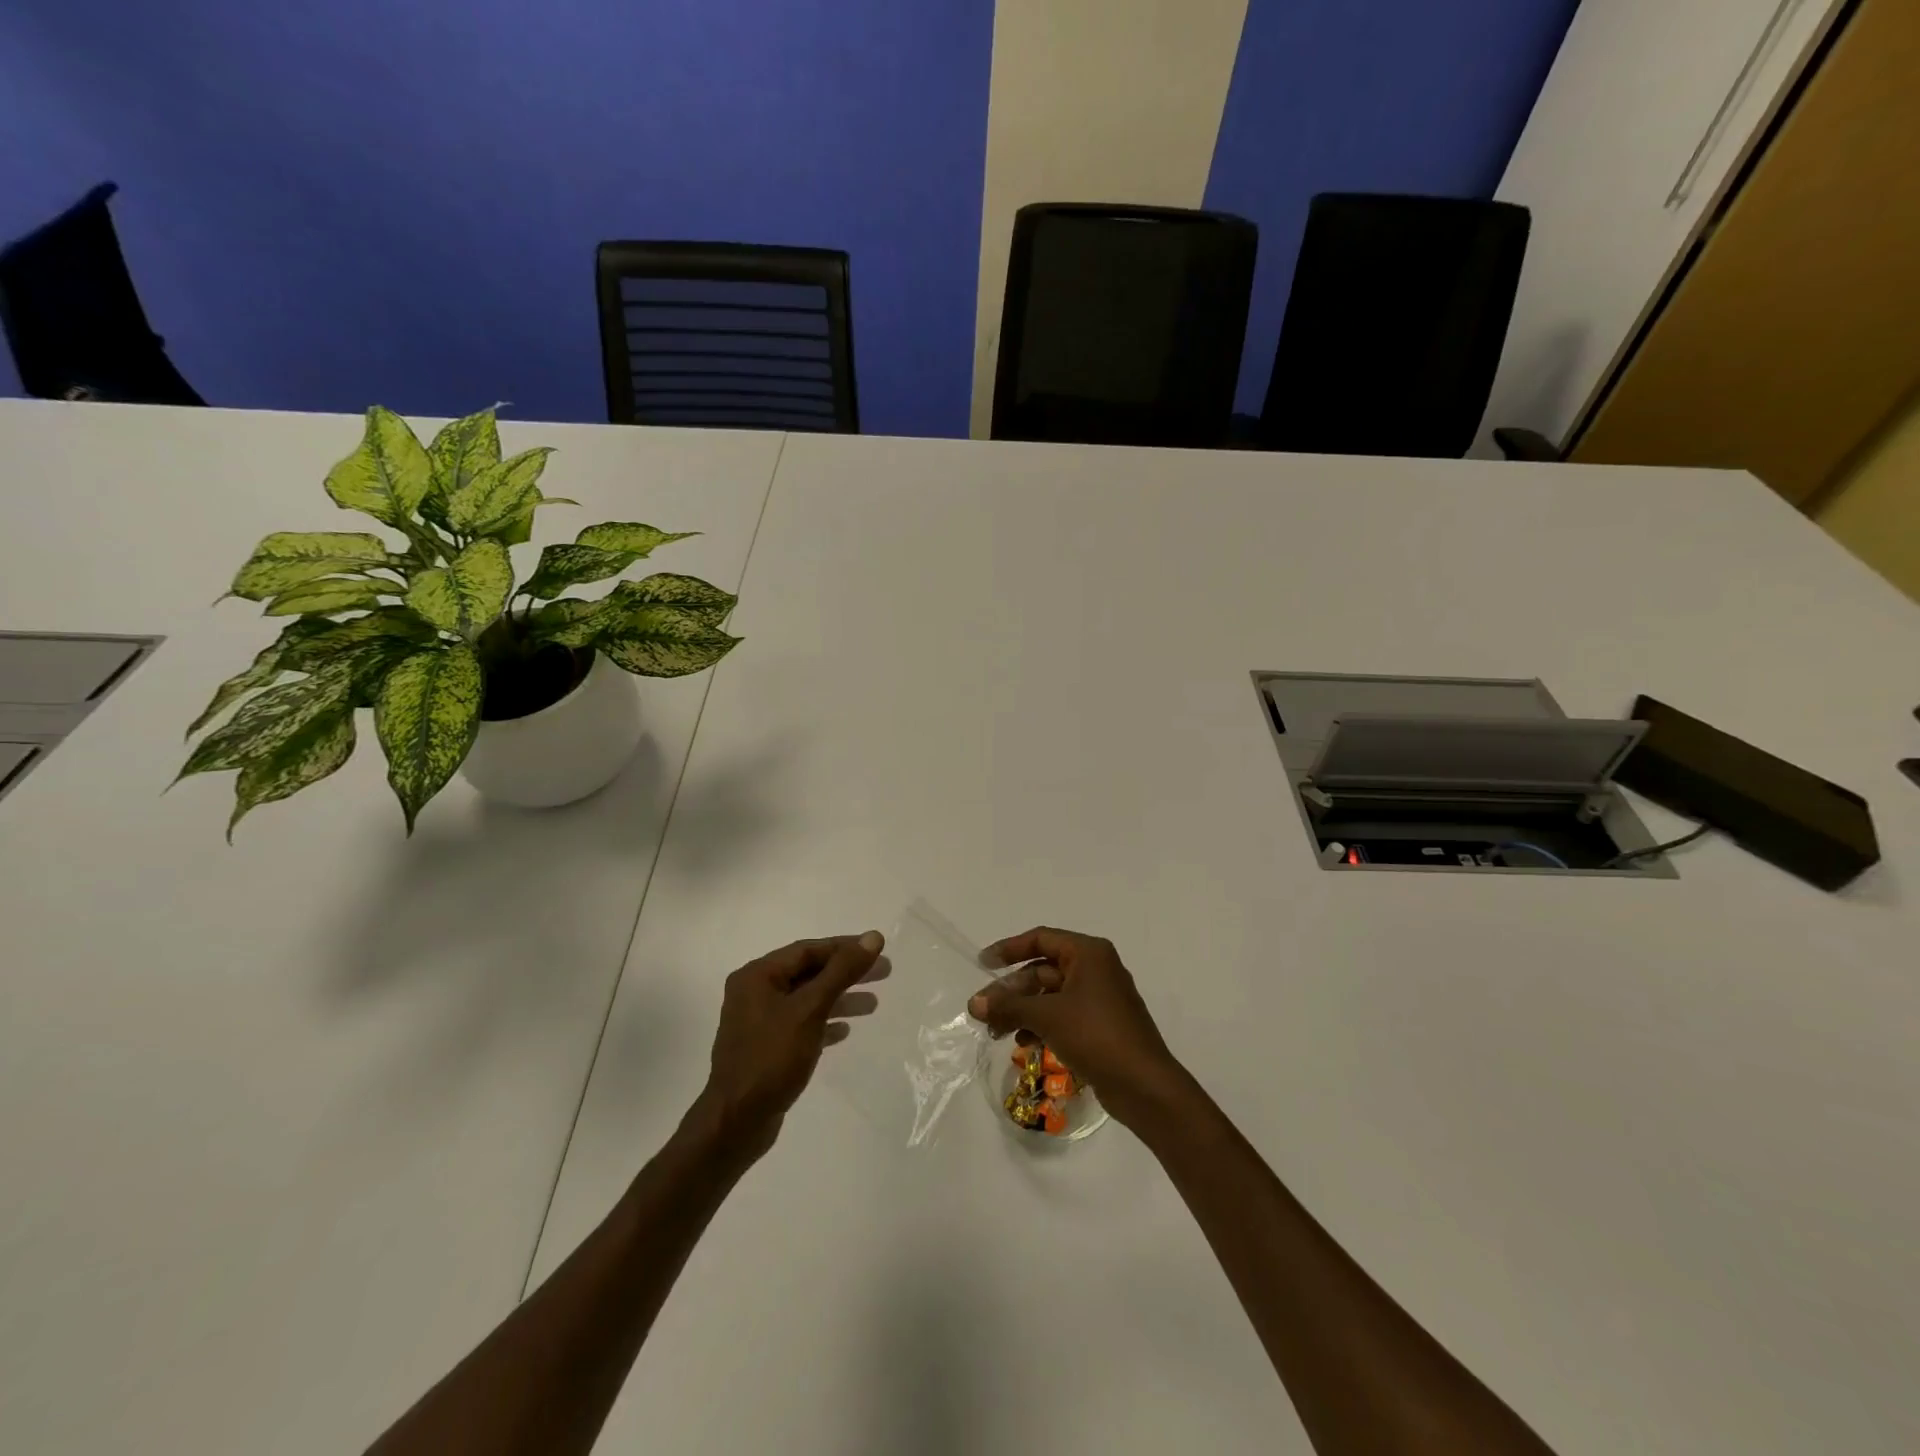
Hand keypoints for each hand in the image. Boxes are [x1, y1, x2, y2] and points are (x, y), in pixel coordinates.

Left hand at [692, 931, 883, 1162]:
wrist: (736, 1122)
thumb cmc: (772, 1058)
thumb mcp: (810, 1009)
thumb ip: (841, 971)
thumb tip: (873, 937)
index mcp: (757, 976)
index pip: (808, 950)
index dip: (844, 947)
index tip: (877, 949)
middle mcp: (755, 992)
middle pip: (809, 973)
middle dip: (846, 973)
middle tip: (884, 973)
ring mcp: (759, 1022)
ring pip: (807, 1000)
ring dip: (840, 999)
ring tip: (873, 1005)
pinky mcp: (766, 1048)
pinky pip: (801, 1024)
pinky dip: (824, 1023)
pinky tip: (845, 1031)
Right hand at [968, 927, 1184, 1126]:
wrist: (1144, 1085)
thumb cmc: (1096, 1035)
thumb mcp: (1047, 1016)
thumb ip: (1009, 1006)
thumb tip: (973, 1003)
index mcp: (1088, 953)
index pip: (1040, 939)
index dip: (1008, 949)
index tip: (982, 964)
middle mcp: (1095, 968)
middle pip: (1043, 969)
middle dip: (1012, 990)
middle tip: (983, 1010)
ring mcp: (1099, 998)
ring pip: (1051, 995)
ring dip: (1022, 1010)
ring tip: (996, 1032)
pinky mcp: (1100, 1025)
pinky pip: (1062, 1015)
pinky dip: (1041, 1024)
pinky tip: (1024, 1043)